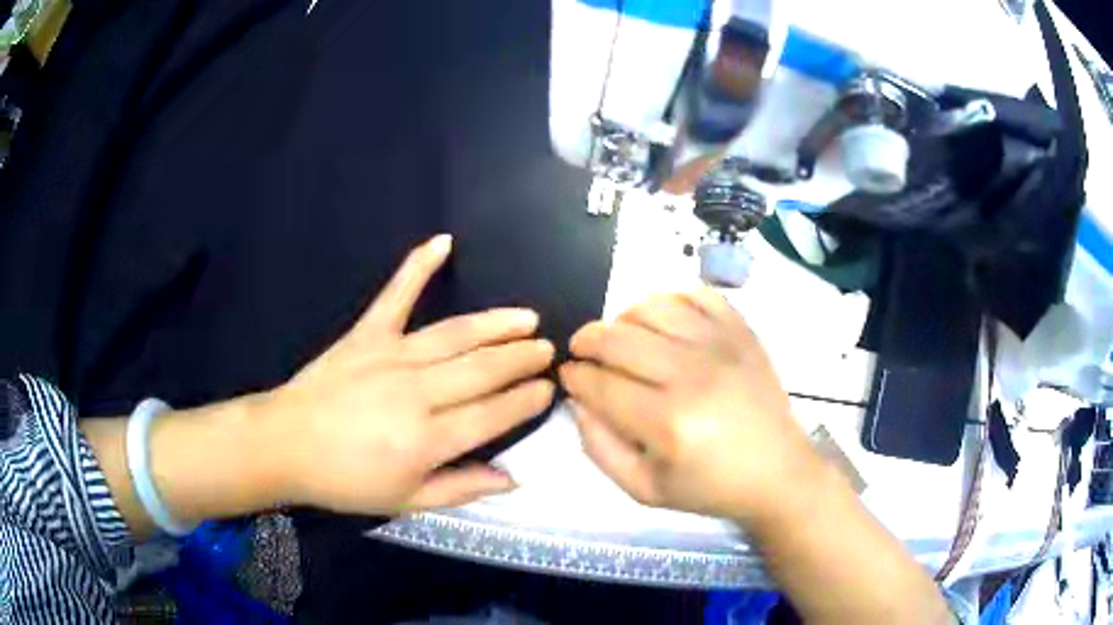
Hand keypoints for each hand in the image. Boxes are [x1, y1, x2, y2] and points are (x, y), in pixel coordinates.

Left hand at [261, 235, 554, 515]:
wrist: (285, 445)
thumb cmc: (344, 481)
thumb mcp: (405, 501)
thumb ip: (461, 489)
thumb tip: (513, 478)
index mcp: (427, 440)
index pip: (493, 414)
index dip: (525, 400)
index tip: (548, 387)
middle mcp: (417, 393)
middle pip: (482, 370)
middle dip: (521, 359)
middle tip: (547, 348)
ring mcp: (391, 357)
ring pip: (455, 335)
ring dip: (496, 324)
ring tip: (526, 317)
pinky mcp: (366, 334)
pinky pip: (396, 295)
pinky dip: (418, 266)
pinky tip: (442, 242)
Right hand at [560, 289, 822, 523]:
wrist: (777, 472)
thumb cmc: (709, 487)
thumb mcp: (644, 490)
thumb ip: (600, 448)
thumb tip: (579, 401)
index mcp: (667, 423)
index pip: (599, 383)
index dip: (573, 376)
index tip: (568, 376)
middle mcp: (692, 375)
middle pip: (617, 337)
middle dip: (585, 340)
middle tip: (581, 351)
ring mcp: (721, 346)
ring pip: (652, 307)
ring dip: (622, 318)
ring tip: (620, 337)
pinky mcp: (742, 332)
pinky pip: (696, 294)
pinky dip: (670, 300)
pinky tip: (663, 322)